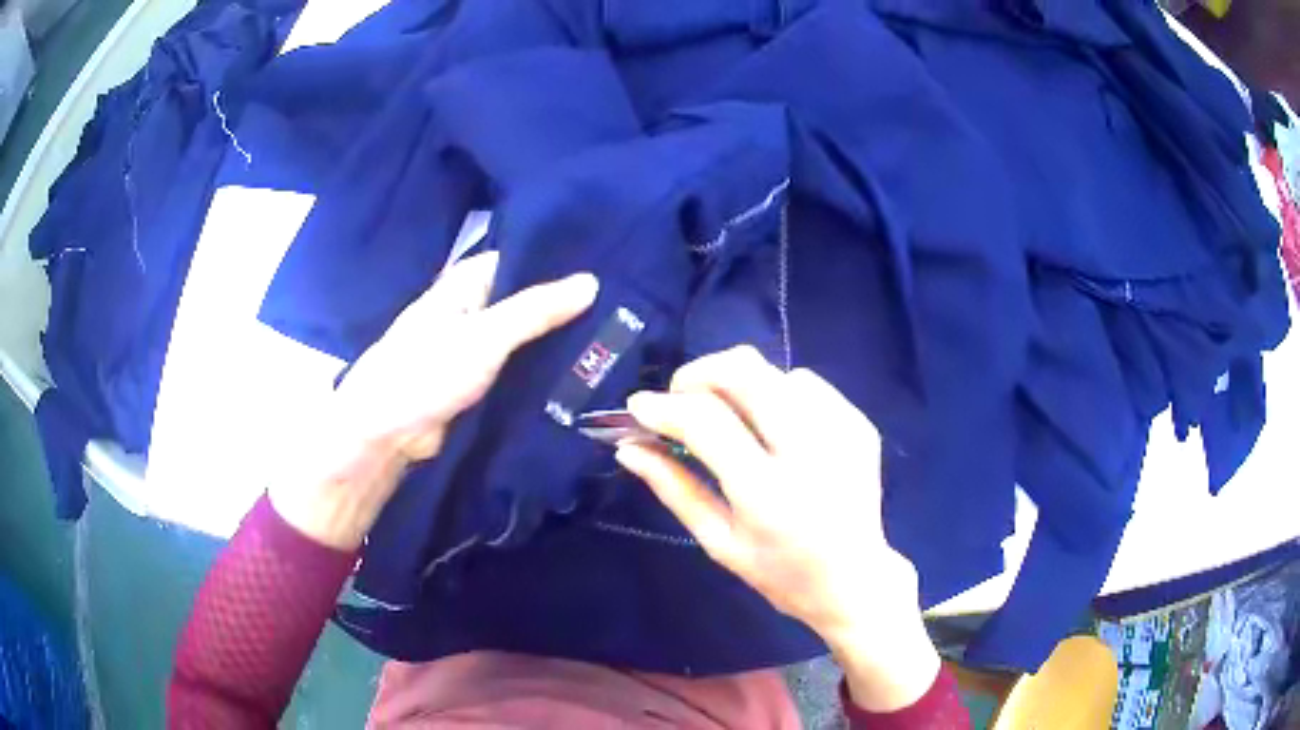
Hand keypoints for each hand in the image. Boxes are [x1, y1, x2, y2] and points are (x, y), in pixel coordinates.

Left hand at [269, 252, 597, 549]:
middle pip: (526, 299)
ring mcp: (476, 347)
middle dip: (565, 303)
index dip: (559, 260)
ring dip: (557, 337)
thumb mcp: (485, 335)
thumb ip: (536, 309)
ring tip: (618, 331)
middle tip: (624, 302)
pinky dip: (544, 367)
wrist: (386, 433)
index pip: (521, 258)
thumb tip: (592, 280)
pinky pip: (519, 367)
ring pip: (525, 336)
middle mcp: (472, 308)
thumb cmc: (425, 370)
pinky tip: (585, 368)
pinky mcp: (480, 382)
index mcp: (466, 283)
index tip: (608, 261)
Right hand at [616, 346, 938, 711]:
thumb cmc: (779, 572)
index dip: (664, 406)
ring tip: (735, 422)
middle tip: (683, 399)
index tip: (639, 407)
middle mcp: (810, 452)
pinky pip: (808, 384)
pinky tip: (778, 430)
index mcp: (768, 493)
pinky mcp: (860, 425)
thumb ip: (674, 489)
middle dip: (701, 373)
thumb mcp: (718, 542)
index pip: (706, 421)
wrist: (855, 580)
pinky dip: (779, 394)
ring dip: (742, 386)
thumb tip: (629, 448)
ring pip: (776, 372)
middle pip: (746, 372)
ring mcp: (843, 432)